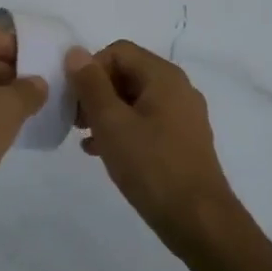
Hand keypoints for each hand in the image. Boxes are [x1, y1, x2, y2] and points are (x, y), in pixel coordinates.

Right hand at [67, 40, 241, 249]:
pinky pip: (145, 121)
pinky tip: (101, 151)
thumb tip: (75, 52)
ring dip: (105, 112)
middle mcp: (177, 89)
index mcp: (163, 77)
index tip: (74, 99)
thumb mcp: (111, 122)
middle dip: (96, 91)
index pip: (118, 51)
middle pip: (127, 73)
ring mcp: (182, 116)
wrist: (197, 219)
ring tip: (84, 136)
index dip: (90, 69)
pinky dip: (122, 129)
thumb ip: (91, 85)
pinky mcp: (181, 140)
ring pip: (134, 99)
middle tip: (75, 119)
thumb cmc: (151, 165)